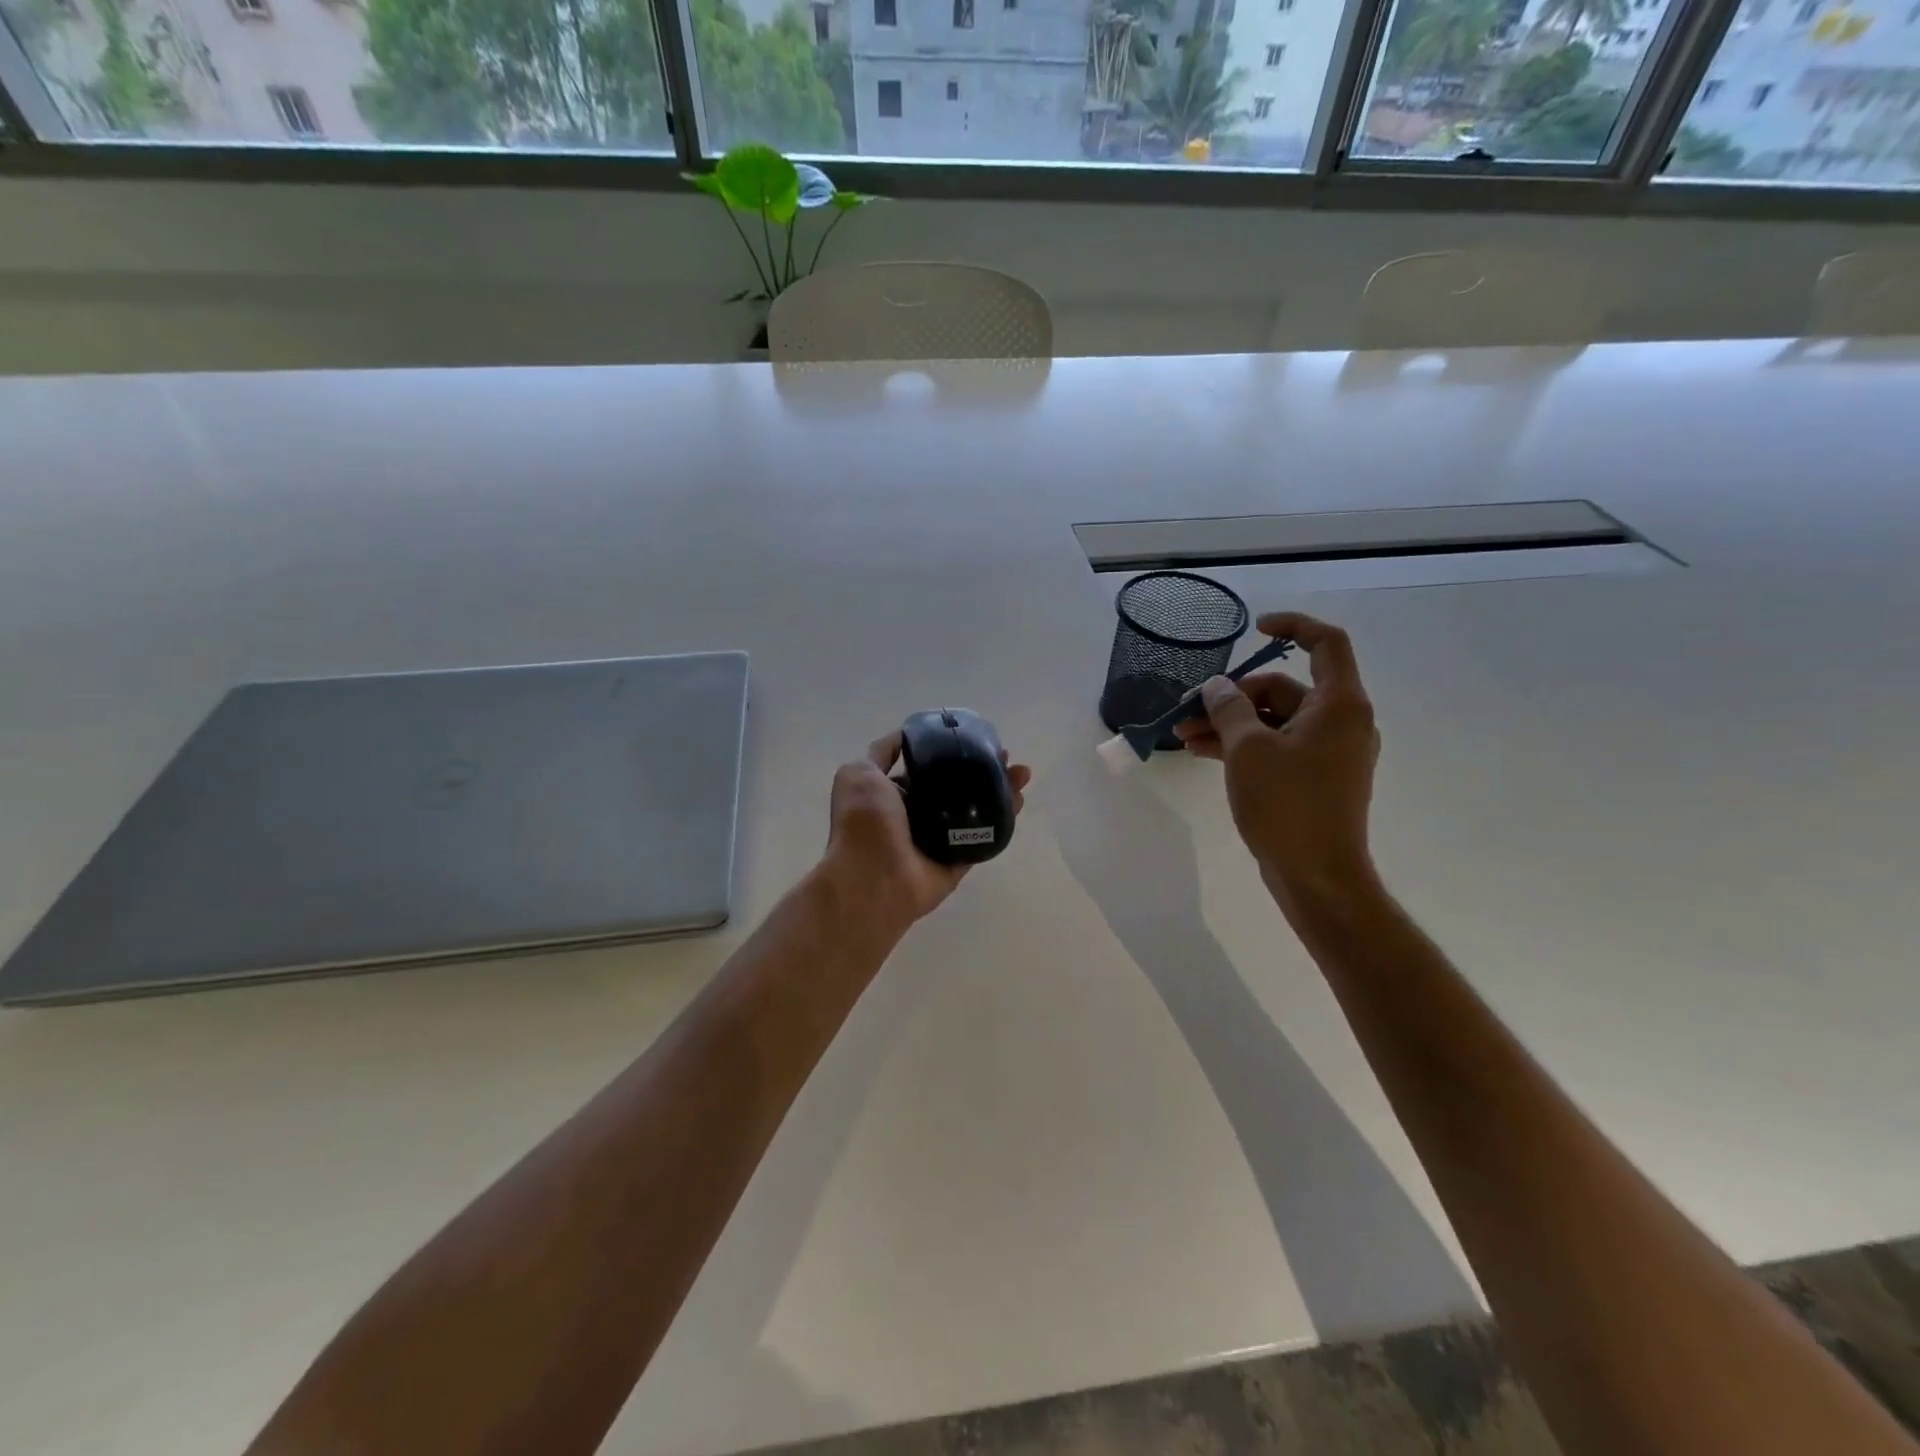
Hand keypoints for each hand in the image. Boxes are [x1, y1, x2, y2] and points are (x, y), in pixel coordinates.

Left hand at [820, 732, 1031, 932]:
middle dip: (981, 769)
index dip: (949, 752)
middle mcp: (916, 816)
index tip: (973, 739)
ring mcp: (939, 840)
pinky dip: (1003, 820)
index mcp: (891, 796)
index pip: (926, 769)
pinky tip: (1019, 800)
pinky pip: (984, 837)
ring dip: (1000, 790)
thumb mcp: (860, 773)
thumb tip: (903, 734)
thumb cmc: (864, 822)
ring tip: (1022, 774)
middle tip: (1005, 757)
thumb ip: (880, 753)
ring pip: (975, 810)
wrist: (872, 878)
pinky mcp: (958, 861)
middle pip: (956, 787)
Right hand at [1175, 611, 1380, 906]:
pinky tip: (1203, 752)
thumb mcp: (1248, 750)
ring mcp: (1328, 752)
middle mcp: (1341, 722)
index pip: (1325, 643)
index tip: (1254, 629)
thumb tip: (1217, 687)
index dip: (1292, 627)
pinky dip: (1243, 746)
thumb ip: (1229, 709)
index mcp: (1339, 705)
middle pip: (1284, 688)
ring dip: (1230, 724)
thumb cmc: (1287, 806)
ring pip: (1274, 721)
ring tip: (1183, 736)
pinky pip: (1277, 747)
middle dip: (1233, 696)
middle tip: (1189, 711)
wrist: (1318, 877)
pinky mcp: (1314, 778)